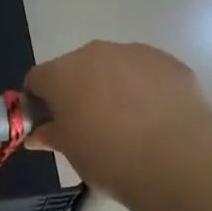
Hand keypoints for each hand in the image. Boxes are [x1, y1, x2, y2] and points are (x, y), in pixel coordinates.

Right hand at [26, 42, 211, 192]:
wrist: (175, 157)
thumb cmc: (108, 156)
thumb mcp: (71, 151)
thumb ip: (51, 135)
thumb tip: (38, 134)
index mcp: (62, 73)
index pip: (36, 80)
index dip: (37, 103)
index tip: (48, 126)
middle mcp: (95, 53)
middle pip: (75, 69)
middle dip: (76, 92)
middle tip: (88, 127)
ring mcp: (135, 53)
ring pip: (113, 67)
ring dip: (112, 88)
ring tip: (127, 124)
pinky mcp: (168, 62)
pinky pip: (145, 73)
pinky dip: (144, 89)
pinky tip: (154, 118)